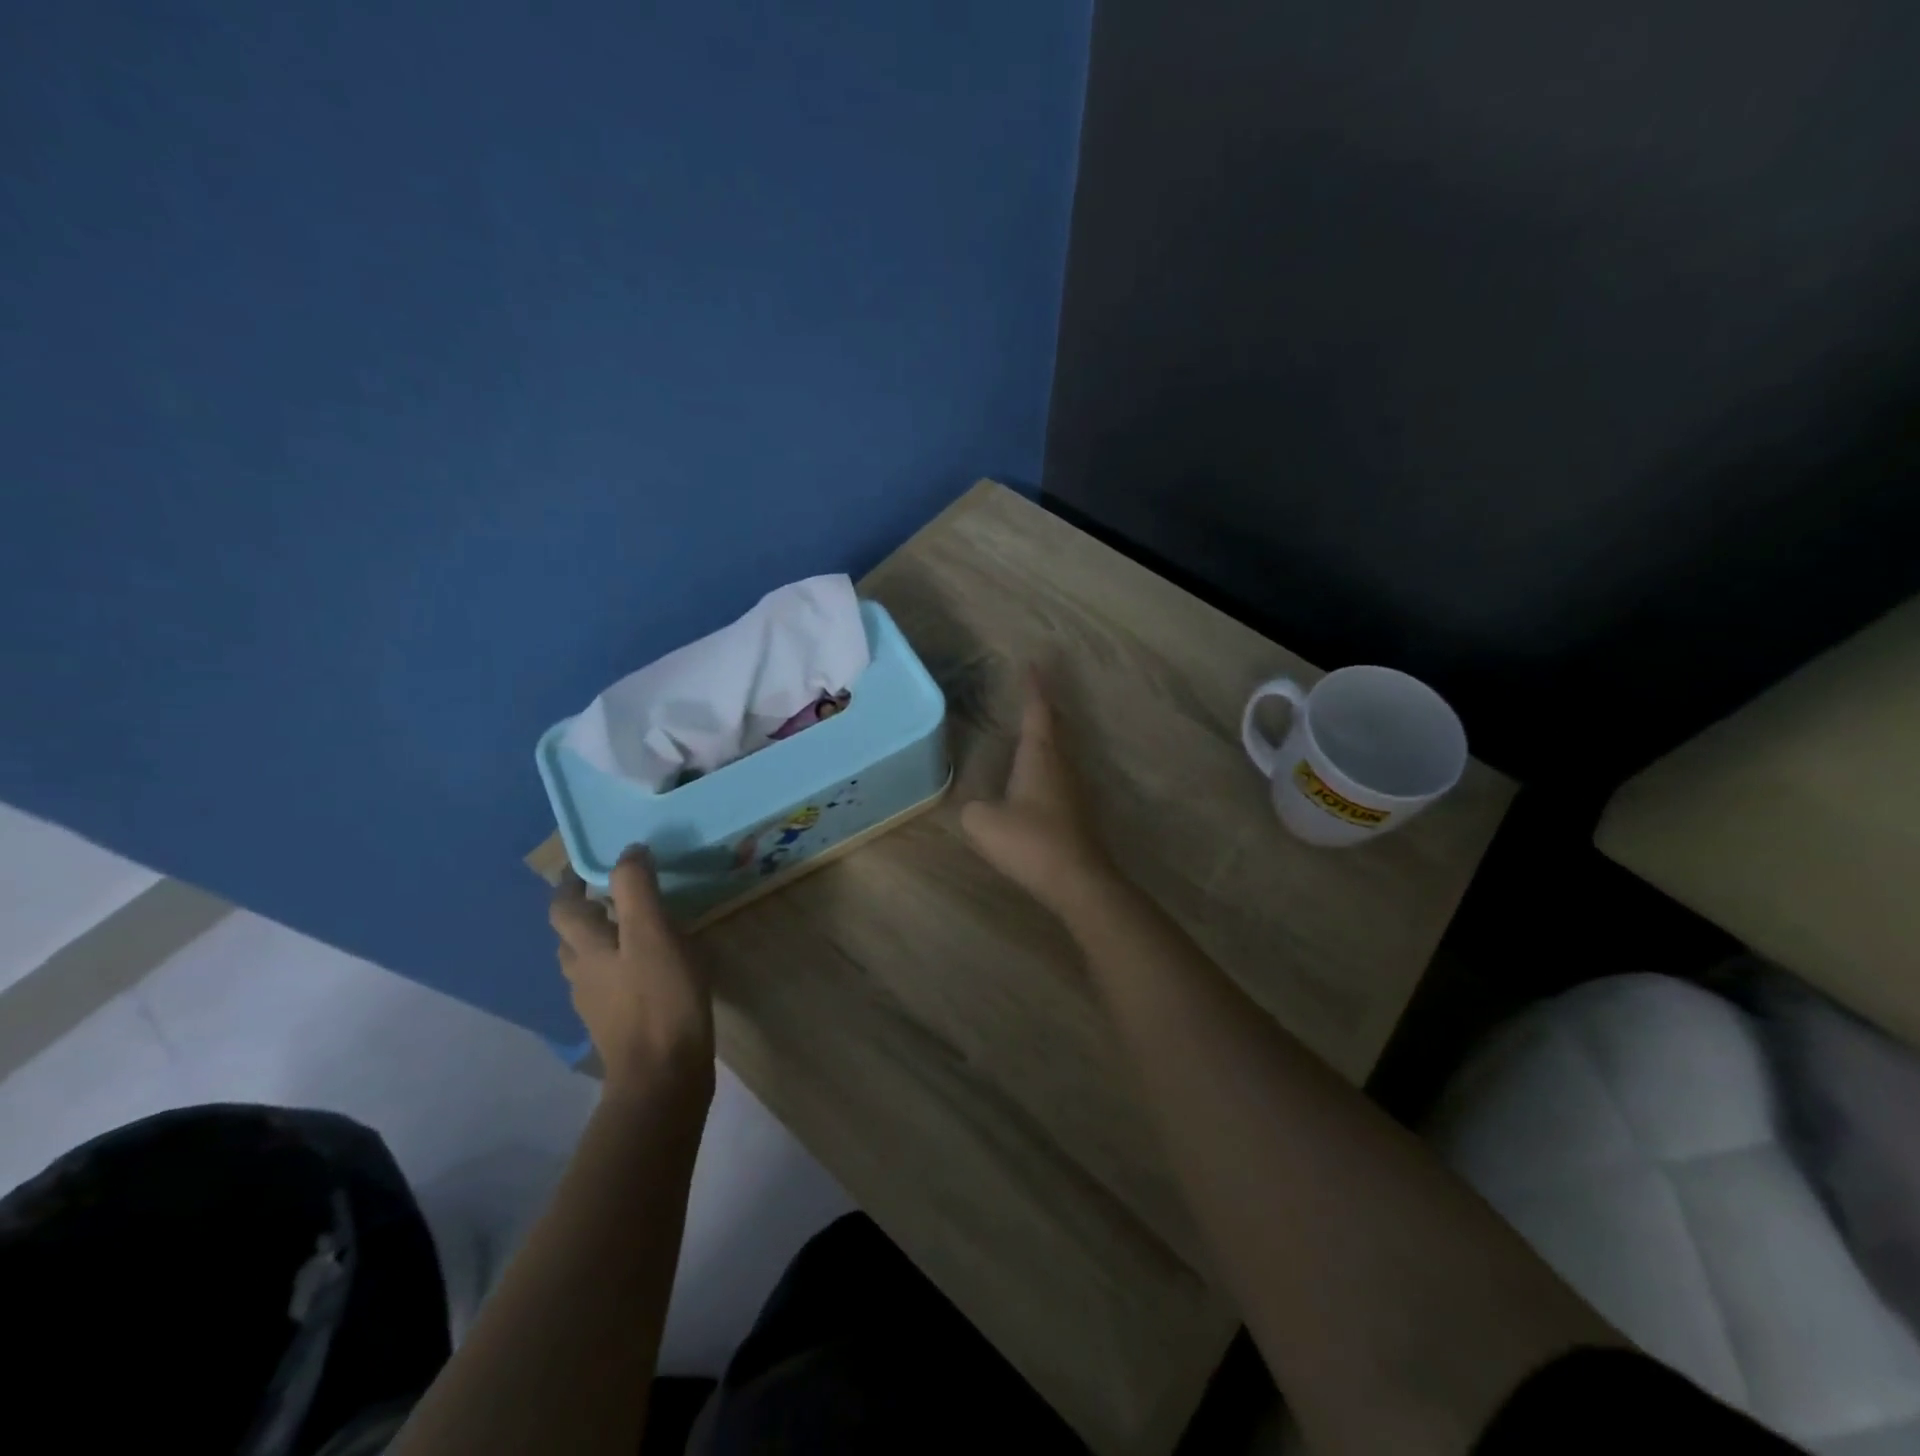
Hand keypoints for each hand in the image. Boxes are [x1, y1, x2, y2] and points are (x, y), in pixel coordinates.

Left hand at [549, 848, 713, 1100]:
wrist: (662, 1074)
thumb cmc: (660, 997)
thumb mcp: (652, 932)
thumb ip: (636, 888)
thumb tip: (628, 851)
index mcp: (587, 948)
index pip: (563, 907)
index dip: (570, 883)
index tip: (587, 864)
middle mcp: (582, 973)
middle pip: (571, 935)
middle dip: (586, 910)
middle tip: (615, 891)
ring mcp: (597, 1003)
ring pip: (588, 961)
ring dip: (602, 938)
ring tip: (634, 926)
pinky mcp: (617, 1024)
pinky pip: (610, 983)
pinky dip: (620, 965)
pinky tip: (650, 967)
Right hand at [960, 669, 1118, 916]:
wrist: (1076, 879)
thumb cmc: (1029, 841)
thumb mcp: (982, 822)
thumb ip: (972, 807)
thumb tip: (977, 807)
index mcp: (1040, 755)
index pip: (1037, 710)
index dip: (1033, 687)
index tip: (1032, 664)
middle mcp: (1062, 764)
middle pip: (1056, 726)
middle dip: (1044, 707)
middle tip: (1033, 692)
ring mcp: (1074, 788)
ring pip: (1061, 751)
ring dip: (1049, 736)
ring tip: (1032, 729)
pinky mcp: (1078, 811)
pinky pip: (1061, 775)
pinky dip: (1048, 764)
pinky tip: (1037, 778)